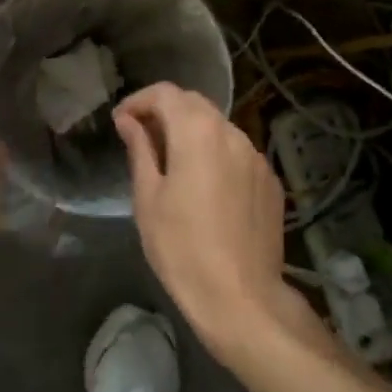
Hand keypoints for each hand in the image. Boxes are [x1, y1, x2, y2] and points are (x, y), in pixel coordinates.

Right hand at [115, 83, 300, 362]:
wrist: (242, 298)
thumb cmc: (182, 248)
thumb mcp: (148, 198)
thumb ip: (140, 149)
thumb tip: (128, 121)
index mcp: (197, 131)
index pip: (165, 94)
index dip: (138, 101)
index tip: (121, 121)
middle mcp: (231, 132)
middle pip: (194, 104)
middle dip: (165, 111)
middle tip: (140, 136)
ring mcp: (256, 156)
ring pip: (218, 127)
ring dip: (191, 132)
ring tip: (171, 161)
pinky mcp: (270, 181)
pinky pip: (237, 153)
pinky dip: (215, 154)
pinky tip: (205, 185)